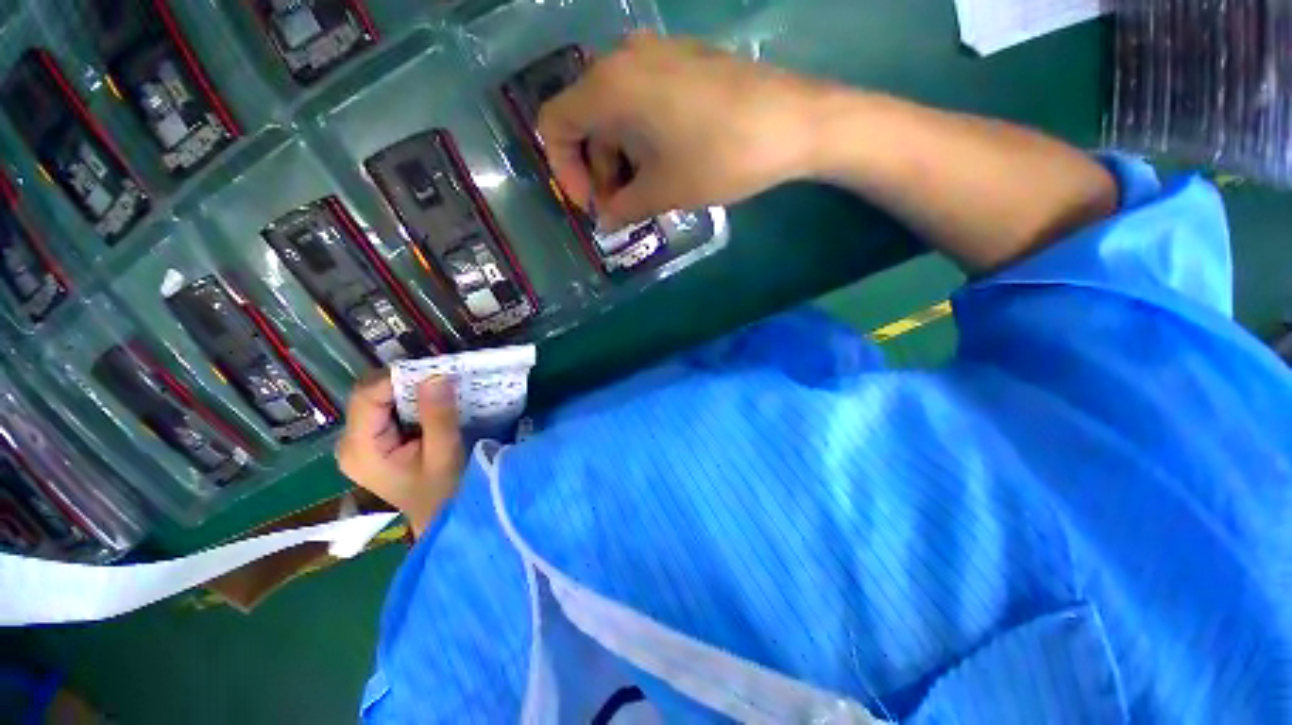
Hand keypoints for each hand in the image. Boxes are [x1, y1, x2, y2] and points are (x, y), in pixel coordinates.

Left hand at [335, 373, 463, 538]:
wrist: (441, 517)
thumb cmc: (443, 492)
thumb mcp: (444, 453)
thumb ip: (438, 416)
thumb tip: (436, 375)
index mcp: (360, 449)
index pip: (366, 396)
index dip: (397, 378)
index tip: (434, 370)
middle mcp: (350, 442)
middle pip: (368, 395)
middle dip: (404, 382)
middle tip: (441, 378)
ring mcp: (359, 442)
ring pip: (378, 399)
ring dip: (408, 391)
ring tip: (439, 389)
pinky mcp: (372, 442)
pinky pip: (386, 409)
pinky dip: (409, 401)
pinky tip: (430, 404)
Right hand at [538, 31, 828, 226]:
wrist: (793, 122)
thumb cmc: (719, 158)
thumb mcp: (663, 191)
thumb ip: (623, 208)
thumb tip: (606, 220)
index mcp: (609, 86)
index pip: (555, 125)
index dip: (565, 171)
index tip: (592, 205)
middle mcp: (623, 60)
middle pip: (587, 121)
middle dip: (599, 172)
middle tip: (622, 210)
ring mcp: (656, 55)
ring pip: (616, 114)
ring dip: (621, 160)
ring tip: (646, 196)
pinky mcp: (682, 63)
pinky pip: (643, 102)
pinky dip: (642, 140)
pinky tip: (663, 167)